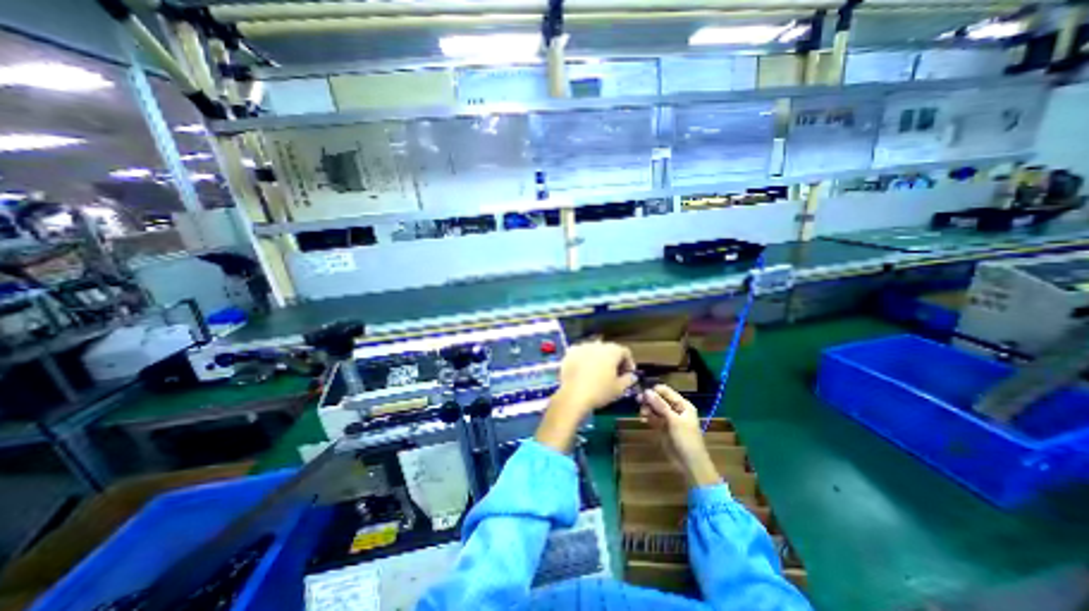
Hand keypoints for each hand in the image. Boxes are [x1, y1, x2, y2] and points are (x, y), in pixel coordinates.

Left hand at [535, 341, 639, 451]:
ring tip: (598, 372)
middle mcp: (597, 344)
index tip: (628, 374)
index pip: (625, 352)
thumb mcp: (619, 388)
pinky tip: (584, 371)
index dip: (628, 362)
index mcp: (611, 350)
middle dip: (614, 360)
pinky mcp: (570, 353)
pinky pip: (581, 354)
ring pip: (594, 350)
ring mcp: (582, 347)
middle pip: (609, 349)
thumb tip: (631, 376)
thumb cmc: (600, 391)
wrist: (573, 395)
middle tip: (615, 374)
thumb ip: (628, 379)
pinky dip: (585, 360)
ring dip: (599, 359)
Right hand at [639, 384, 719, 489]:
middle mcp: (675, 409)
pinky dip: (647, 417)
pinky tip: (642, 419)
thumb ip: (660, 405)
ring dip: (647, 408)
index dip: (654, 391)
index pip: (665, 391)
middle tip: (638, 402)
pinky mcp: (662, 427)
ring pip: (654, 408)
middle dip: (648, 400)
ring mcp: (668, 418)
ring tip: (642, 414)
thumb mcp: (674, 421)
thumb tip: (646, 391)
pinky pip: (652, 417)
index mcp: (682, 404)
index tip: (642, 394)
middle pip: (658, 398)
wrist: (690, 464)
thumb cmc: (686, 440)